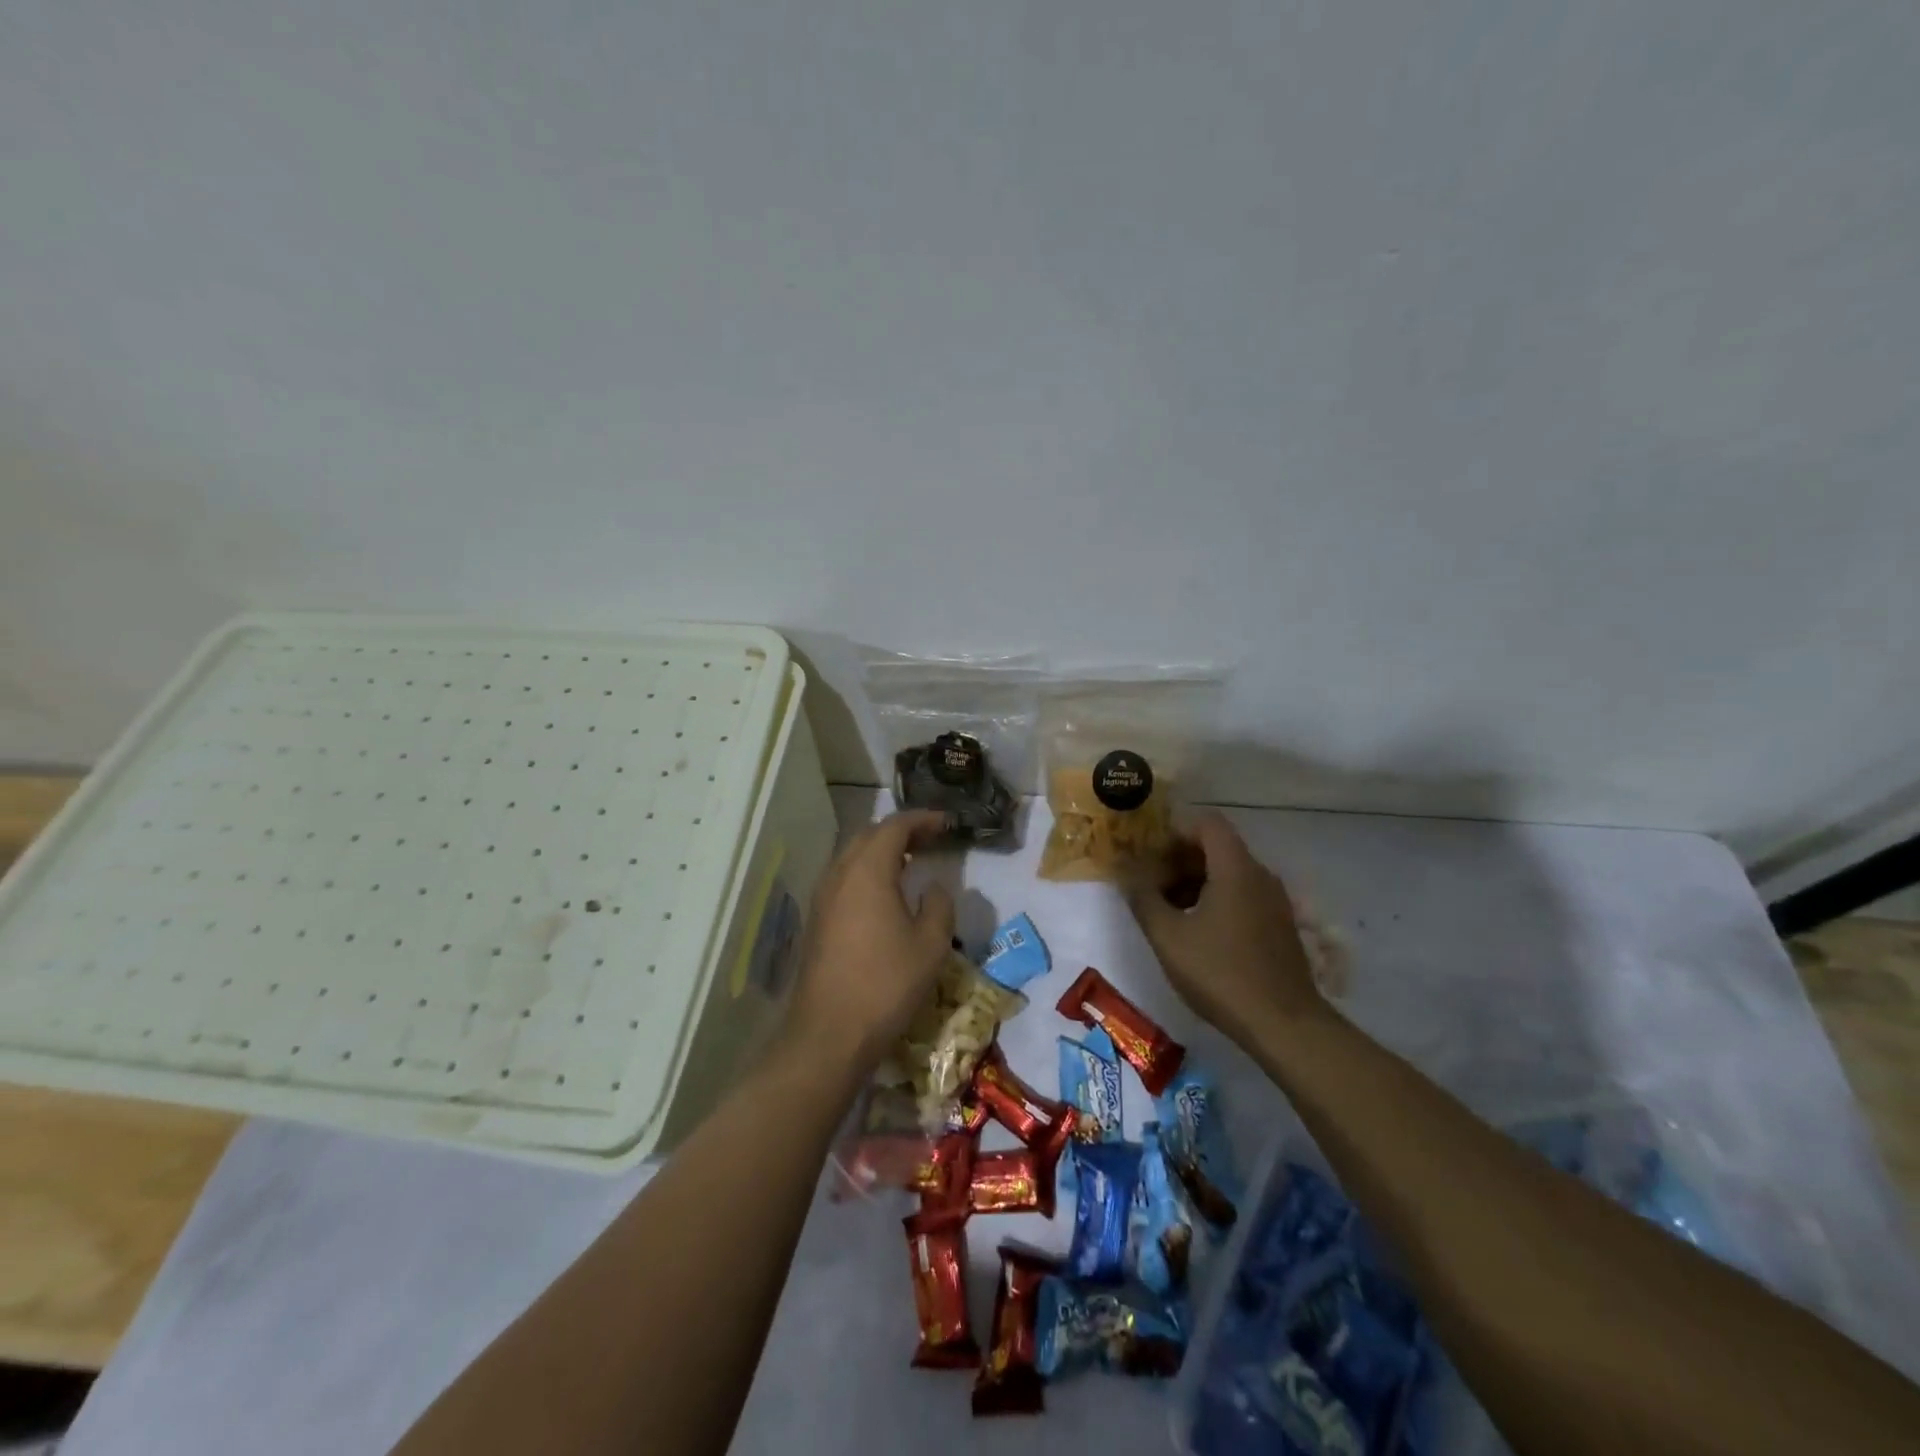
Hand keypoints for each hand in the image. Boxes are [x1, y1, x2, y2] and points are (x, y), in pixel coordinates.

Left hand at [779, 810, 955, 1075]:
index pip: (894, 826)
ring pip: (852, 857)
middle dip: (900, 831)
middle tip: (930, 838)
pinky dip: (867, 872)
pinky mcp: (817, 921)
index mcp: (868, 871)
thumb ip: (939, 906)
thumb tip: (933, 888)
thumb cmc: (886, 984)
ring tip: (910, 861)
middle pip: (869, 835)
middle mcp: (839, 875)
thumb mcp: (930, 945)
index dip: (922, 819)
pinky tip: (885, 894)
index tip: (947, 823)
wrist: (829, 1033)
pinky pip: (844, 879)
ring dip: (881, 851)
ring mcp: (823, 898)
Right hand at [1126, 812, 1327, 1050]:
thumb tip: (1127, 872)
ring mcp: (1275, 901)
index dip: (1174, 831)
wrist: (1284, 1025)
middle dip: (1179, 860)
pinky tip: (1197, 932)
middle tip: (1151, 886)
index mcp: (1235, 868)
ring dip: (1195, 882)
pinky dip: (1216, 899)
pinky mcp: (1280, 925)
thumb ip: (1143, 898)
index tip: (1149, 855)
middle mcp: (1260, 875)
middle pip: (1217, 847)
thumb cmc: (1220, 973)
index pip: (1207, 823)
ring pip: (1230, 873)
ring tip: (1169, 912)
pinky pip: (1243, 894)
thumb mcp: (1168, 937)